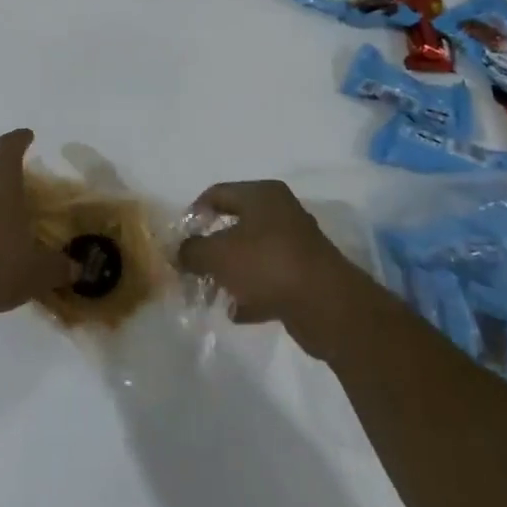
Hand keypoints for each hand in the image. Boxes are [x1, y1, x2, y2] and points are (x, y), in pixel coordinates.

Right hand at [177, 180, 362, 357]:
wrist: (328, 306)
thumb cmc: (267, 265)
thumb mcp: (217, 255)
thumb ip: (191, 251)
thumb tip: (178, 253)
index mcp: (262, 195)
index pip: (217, 193)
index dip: (194, 213)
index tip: (180, 238)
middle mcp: (281, 213)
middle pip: (235, 225)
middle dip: (210, 248)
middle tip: (191, 268)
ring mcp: (295, 246)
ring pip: (251, 255)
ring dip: (229, 274)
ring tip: (210, 294)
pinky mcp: (305, 277)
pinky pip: (268, 280)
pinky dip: (251, 293)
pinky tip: (236, 312)